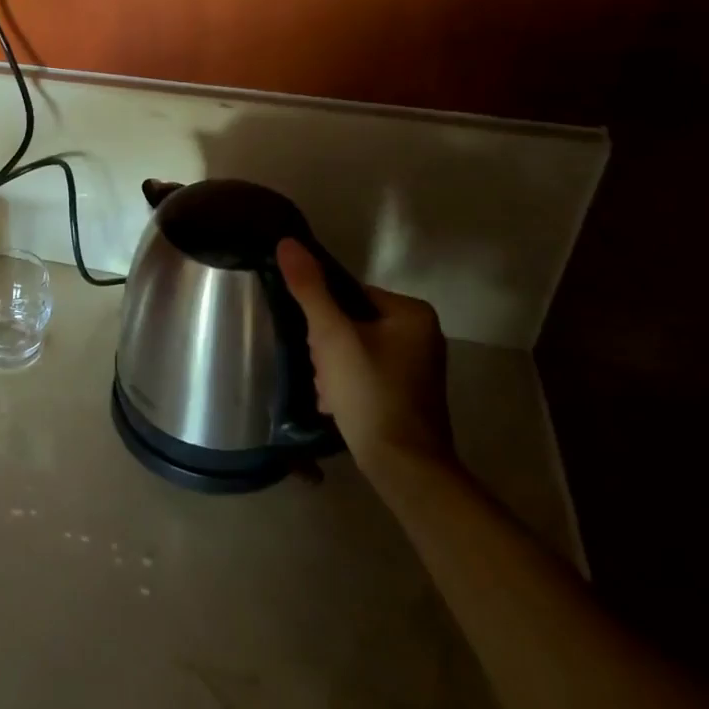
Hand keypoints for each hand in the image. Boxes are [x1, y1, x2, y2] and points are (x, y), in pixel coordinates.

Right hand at [275, 239, 453, 477]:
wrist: (404, 466)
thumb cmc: (370, 392)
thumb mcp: (332, 336)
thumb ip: (310, 288)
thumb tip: (287, 241)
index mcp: (411, 312)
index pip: (349, 294)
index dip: (322, 316)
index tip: (316, 344)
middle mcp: (422, 334)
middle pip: (350, 322)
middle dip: (326, 347)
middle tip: (323, 371)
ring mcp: (417, 367)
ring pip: (354, 349)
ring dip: (331, 368)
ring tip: (328, 392)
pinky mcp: (408, 394)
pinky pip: (365, 373)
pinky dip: (346, 385)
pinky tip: (335, 405)